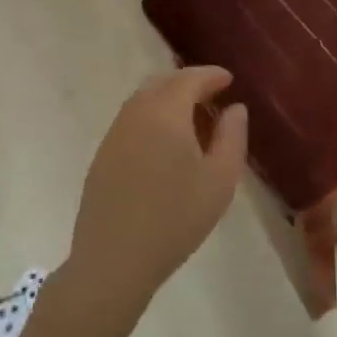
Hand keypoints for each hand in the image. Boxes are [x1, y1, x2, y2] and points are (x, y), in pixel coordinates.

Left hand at [67, 66, 248, 316]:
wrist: (113, 261)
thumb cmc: (175, 219)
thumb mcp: (220, 180)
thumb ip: (232, 137)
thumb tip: (235, 108)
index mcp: (165, 113)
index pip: (189, 79)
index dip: (211, 75)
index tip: (229, 79)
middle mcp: (135, 114)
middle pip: (162, 83)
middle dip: (188, 82)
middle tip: (211, 93)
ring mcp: (114, 135)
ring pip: (143, 100)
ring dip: (168, 98)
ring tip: (191, 117)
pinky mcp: (101, 157)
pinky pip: (131, 120)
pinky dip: (151, 116)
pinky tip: (164, 142)